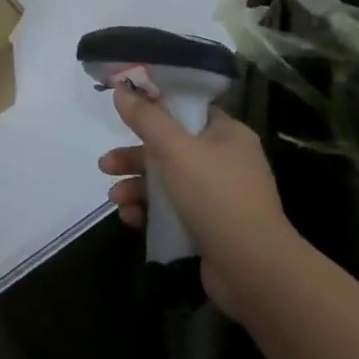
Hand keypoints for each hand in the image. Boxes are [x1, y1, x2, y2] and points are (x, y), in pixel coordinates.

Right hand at [98, 84, 298, 305]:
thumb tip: (121, 89)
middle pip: (170, 148)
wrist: (252, 269)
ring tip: (115, 200)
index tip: (124, 114)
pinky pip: (171, 210)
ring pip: (167, 181)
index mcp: (227, 135)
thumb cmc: (216, 197)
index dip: (156, 109)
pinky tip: (131, 219)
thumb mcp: (175, 150)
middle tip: (106, 166)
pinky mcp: (209, 226)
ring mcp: (218, 196)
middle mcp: (226, 161)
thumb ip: (146, 119)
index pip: (189, 110)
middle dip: (134, 158)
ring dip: (136, 188)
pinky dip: (149, 212)